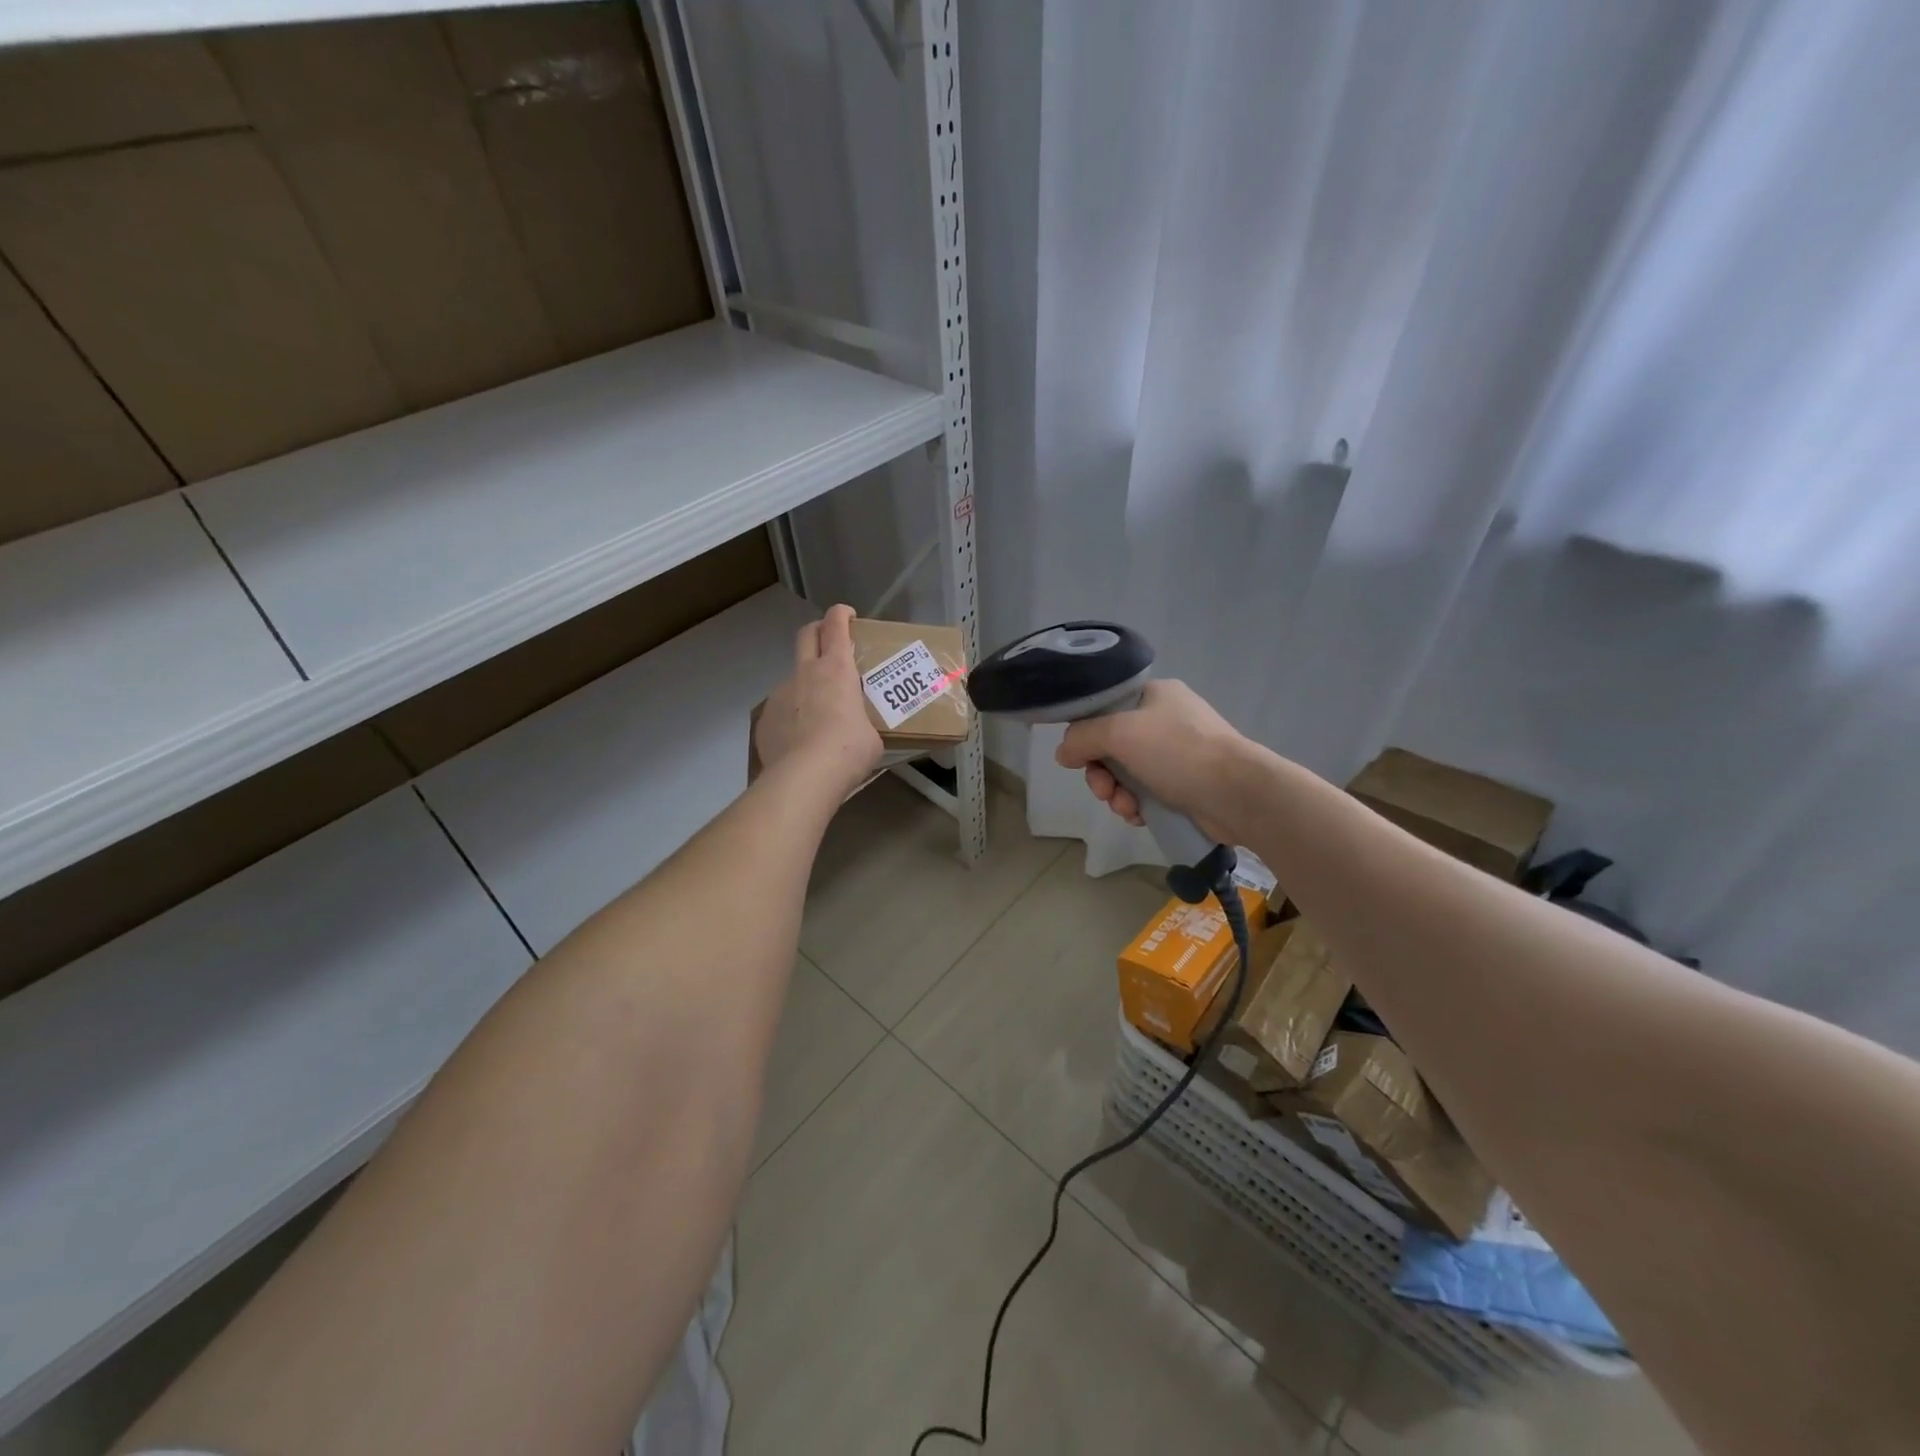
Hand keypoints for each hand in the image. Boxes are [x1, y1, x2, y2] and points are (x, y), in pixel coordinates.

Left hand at [755, 604, 884, 797]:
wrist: (804, 777)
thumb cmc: (848, 750)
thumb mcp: (871, 736)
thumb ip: (864, 722)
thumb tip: (860, 732)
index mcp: (836, 670)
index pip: (835, 626)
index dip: (841, 615)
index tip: (848, 615)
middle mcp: (805, 673)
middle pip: (806, 635)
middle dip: (818, 631)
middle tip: (831, 643)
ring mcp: (780, 694)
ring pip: (793, 677)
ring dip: (806, 684)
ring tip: (819, 713)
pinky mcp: (765, 719)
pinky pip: (781, 710)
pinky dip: (792, 717)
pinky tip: (800, 741)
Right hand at [1054, 680, 1247, 842]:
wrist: (1238, 793)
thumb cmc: (1178, 752)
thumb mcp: (1120, 733)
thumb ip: (1082, 737)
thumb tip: (1063, 752)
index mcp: (1155, 695)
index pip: (1105, 708)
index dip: (1086, 733)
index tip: (1078, 758)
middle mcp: (1166, 720)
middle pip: (1112, 745)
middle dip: (1101, 773)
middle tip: (1103, 791)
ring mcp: (1178, 754)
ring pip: (1126, 773)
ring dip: (1117, 793)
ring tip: (1126, 808)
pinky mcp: (1185, 785)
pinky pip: (1146, 793)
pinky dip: (1137, 805)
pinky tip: (1140, 816)